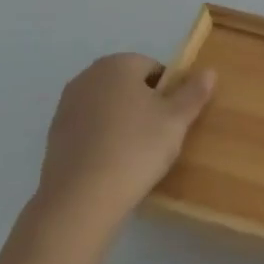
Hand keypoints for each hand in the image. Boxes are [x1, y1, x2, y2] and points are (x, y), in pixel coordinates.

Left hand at [34, 53, 215, 236]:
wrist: (81, 198)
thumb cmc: (135, 149)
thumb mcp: (176, 120)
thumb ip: (194, 92)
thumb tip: (209, 71)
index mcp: (118, 64)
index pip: (154, 68)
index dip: (169, 93)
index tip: (173, 120)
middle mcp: (88, 76)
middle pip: (128, 85)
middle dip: (145, 105)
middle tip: (158, 137)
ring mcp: (67, 105)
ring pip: (108, 106)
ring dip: (123, 121)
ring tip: (136, 154)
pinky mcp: (55, 134)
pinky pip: (90, 127)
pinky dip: (103, 138)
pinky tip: (112, 164)